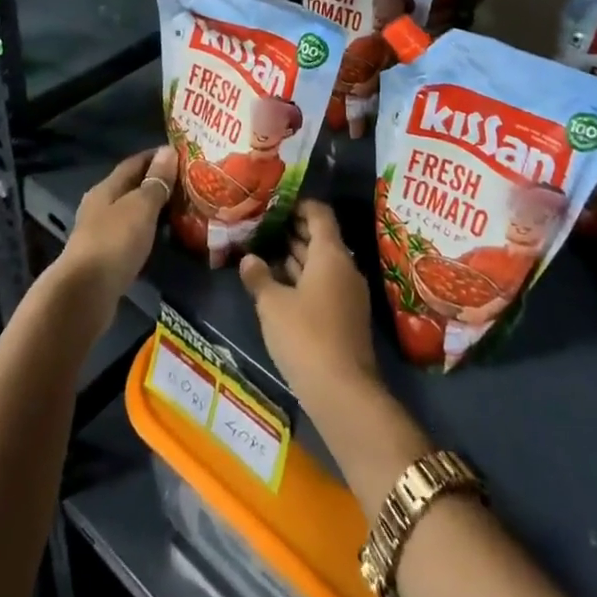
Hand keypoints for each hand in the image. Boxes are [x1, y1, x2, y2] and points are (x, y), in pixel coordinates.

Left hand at [57, 146, 172, 323]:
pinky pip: (131, 236)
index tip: (182, 154)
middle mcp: (100, 207)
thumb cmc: (114, 242)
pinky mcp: (105, 259)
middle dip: (158, 183)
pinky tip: (163, 237)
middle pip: (131, 187)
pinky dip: (148, 232)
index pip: (134, 163)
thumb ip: (156, 181)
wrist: (84, 294)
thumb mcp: (140, 207)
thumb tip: (168, 151)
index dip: (157, 156)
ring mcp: (101, 234)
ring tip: (182, 209)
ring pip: (132, 213)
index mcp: (106, 188)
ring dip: (154, 210)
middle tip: (189, 183)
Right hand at [239, 201, 378, 409]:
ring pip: (322, 264)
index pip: (319, 214)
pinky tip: (280, 287)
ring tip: (265, 251)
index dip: (299, 205)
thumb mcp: (272, 305)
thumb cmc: (305, 336)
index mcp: (331, 254)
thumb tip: (248, 258)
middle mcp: (345, 267)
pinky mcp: (346, 316)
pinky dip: (304, 279)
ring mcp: (349, 293)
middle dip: (293, 231)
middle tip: (263, 227)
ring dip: (297, 257)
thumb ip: (259, 277)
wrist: (343, 392)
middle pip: (321, 238)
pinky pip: (324, 284)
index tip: (275, 204)